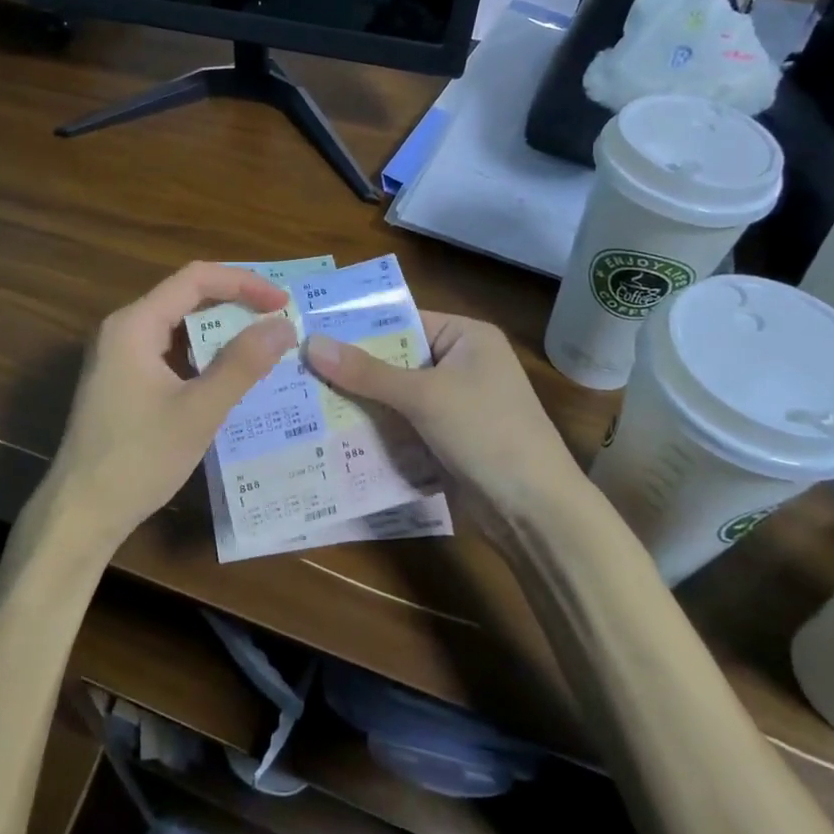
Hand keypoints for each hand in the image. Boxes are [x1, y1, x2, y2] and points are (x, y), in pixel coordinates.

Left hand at [31, 262, 296, 556]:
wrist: (80, 513)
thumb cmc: (139, 459)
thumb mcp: (199, 411)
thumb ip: (242, 364)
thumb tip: (284, 326)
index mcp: (134, 324)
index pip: (195, 278)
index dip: (243, 283)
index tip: (283, 302)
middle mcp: (122, 329)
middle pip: (185, 296)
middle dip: (234, 303)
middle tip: (278, 321)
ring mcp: (117, 356)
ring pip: (177, 326)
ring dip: (219, 331)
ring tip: (262, 344)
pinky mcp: (119, 381)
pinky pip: (167, 351)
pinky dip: (200, 355)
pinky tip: (227, 376)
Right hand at [305, 312, 578, 515]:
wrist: (535, 512)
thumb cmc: (486, 433)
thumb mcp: (424, 396)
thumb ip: (367, 372)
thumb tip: (311, 344)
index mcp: (466, 338)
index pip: (402, 321)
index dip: (357, 328)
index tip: (311, 332)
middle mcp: (461, 364)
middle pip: (395, 359)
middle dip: (352, 368)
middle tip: (297, 367)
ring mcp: (455, 404)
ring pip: (395, 395)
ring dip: (359, 400)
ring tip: (303, 398)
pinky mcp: (447, 439)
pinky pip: (403, 424)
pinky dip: (376, 428)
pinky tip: (333, 432)